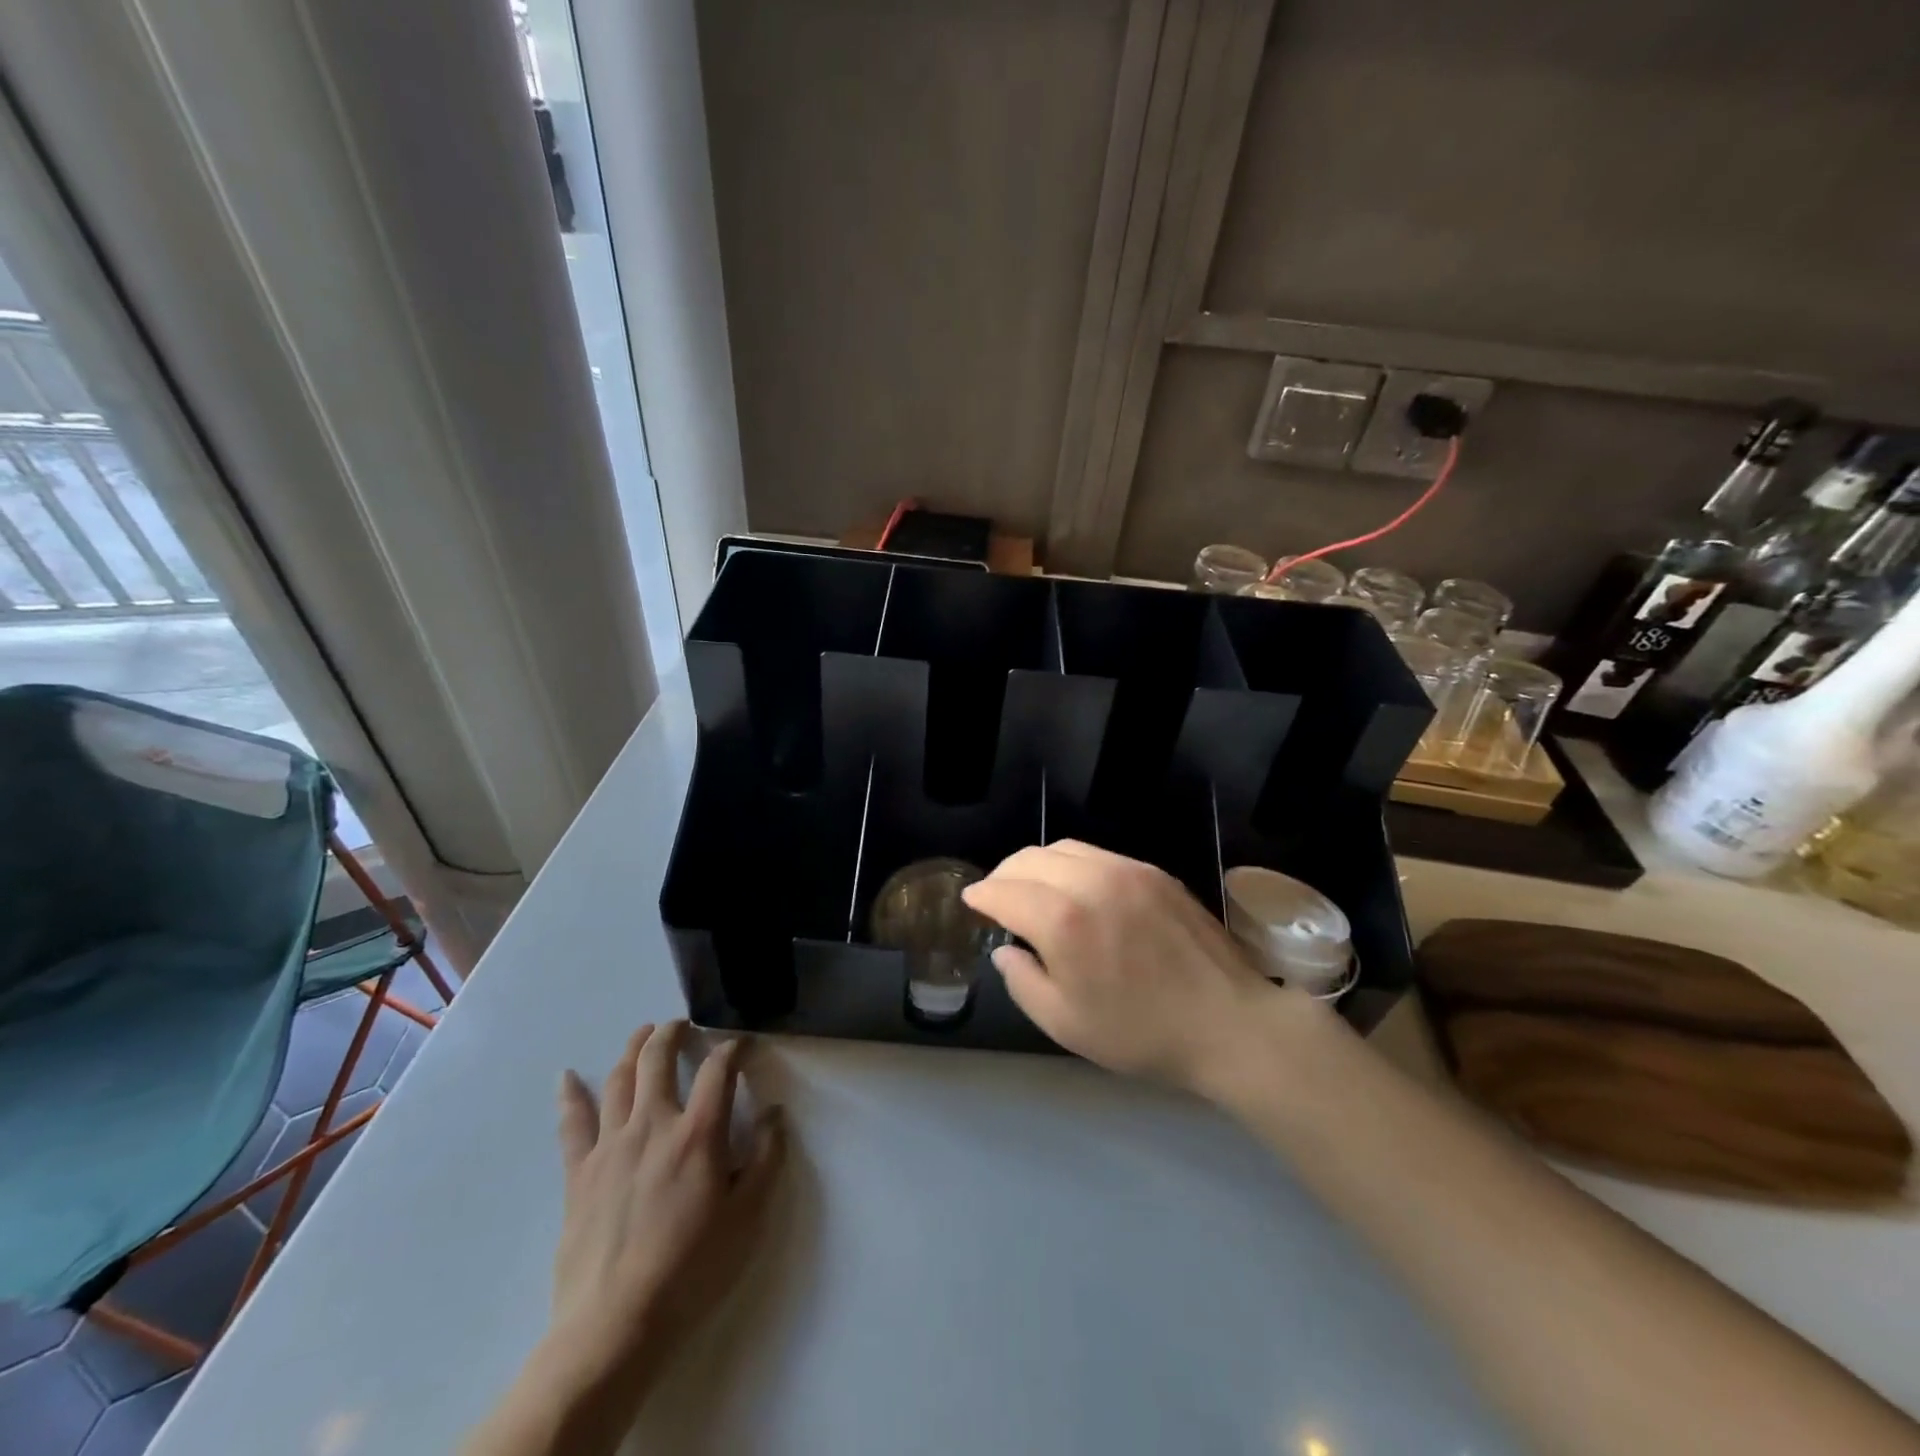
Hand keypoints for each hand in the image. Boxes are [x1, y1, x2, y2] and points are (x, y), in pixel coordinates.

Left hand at [545, 1021, 783, 1389]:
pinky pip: (572, 1124)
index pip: (719, 1070)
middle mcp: (652, 1125)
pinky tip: (566, 1077)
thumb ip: (766, 1157)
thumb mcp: (748, 1216)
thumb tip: (773, 1113)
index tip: (742, 1045)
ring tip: (643, 1034)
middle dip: (672, 1033)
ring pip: (618, 1080)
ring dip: (632, 1049)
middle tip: (682, 1024)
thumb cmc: (691, 1269)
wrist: (614, 1325)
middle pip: (658, 1059)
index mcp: (697, 1133)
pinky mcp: (578, 1173)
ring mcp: (610, 1146)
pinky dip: (569, 1095)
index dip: (733, 1049)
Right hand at [962, 841, 1300, 1089]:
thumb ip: (1023, 981)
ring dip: (1036, 864)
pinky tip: (1076, 888)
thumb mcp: (1065, 1024)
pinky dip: (1071, 864)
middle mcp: (1090, 882)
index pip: (1004, 891)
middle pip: (1028, 859)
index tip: (972, 903)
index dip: (981, 896)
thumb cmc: (1141, 1033)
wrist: (1228, 1023)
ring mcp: (1126, 870)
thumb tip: (1007, 950)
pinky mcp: (1153, 871)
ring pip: (1063, 848)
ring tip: (1033, 888)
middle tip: (997, 897)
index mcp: (1063, 921)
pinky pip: (1097, 854)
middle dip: (1004, 875)